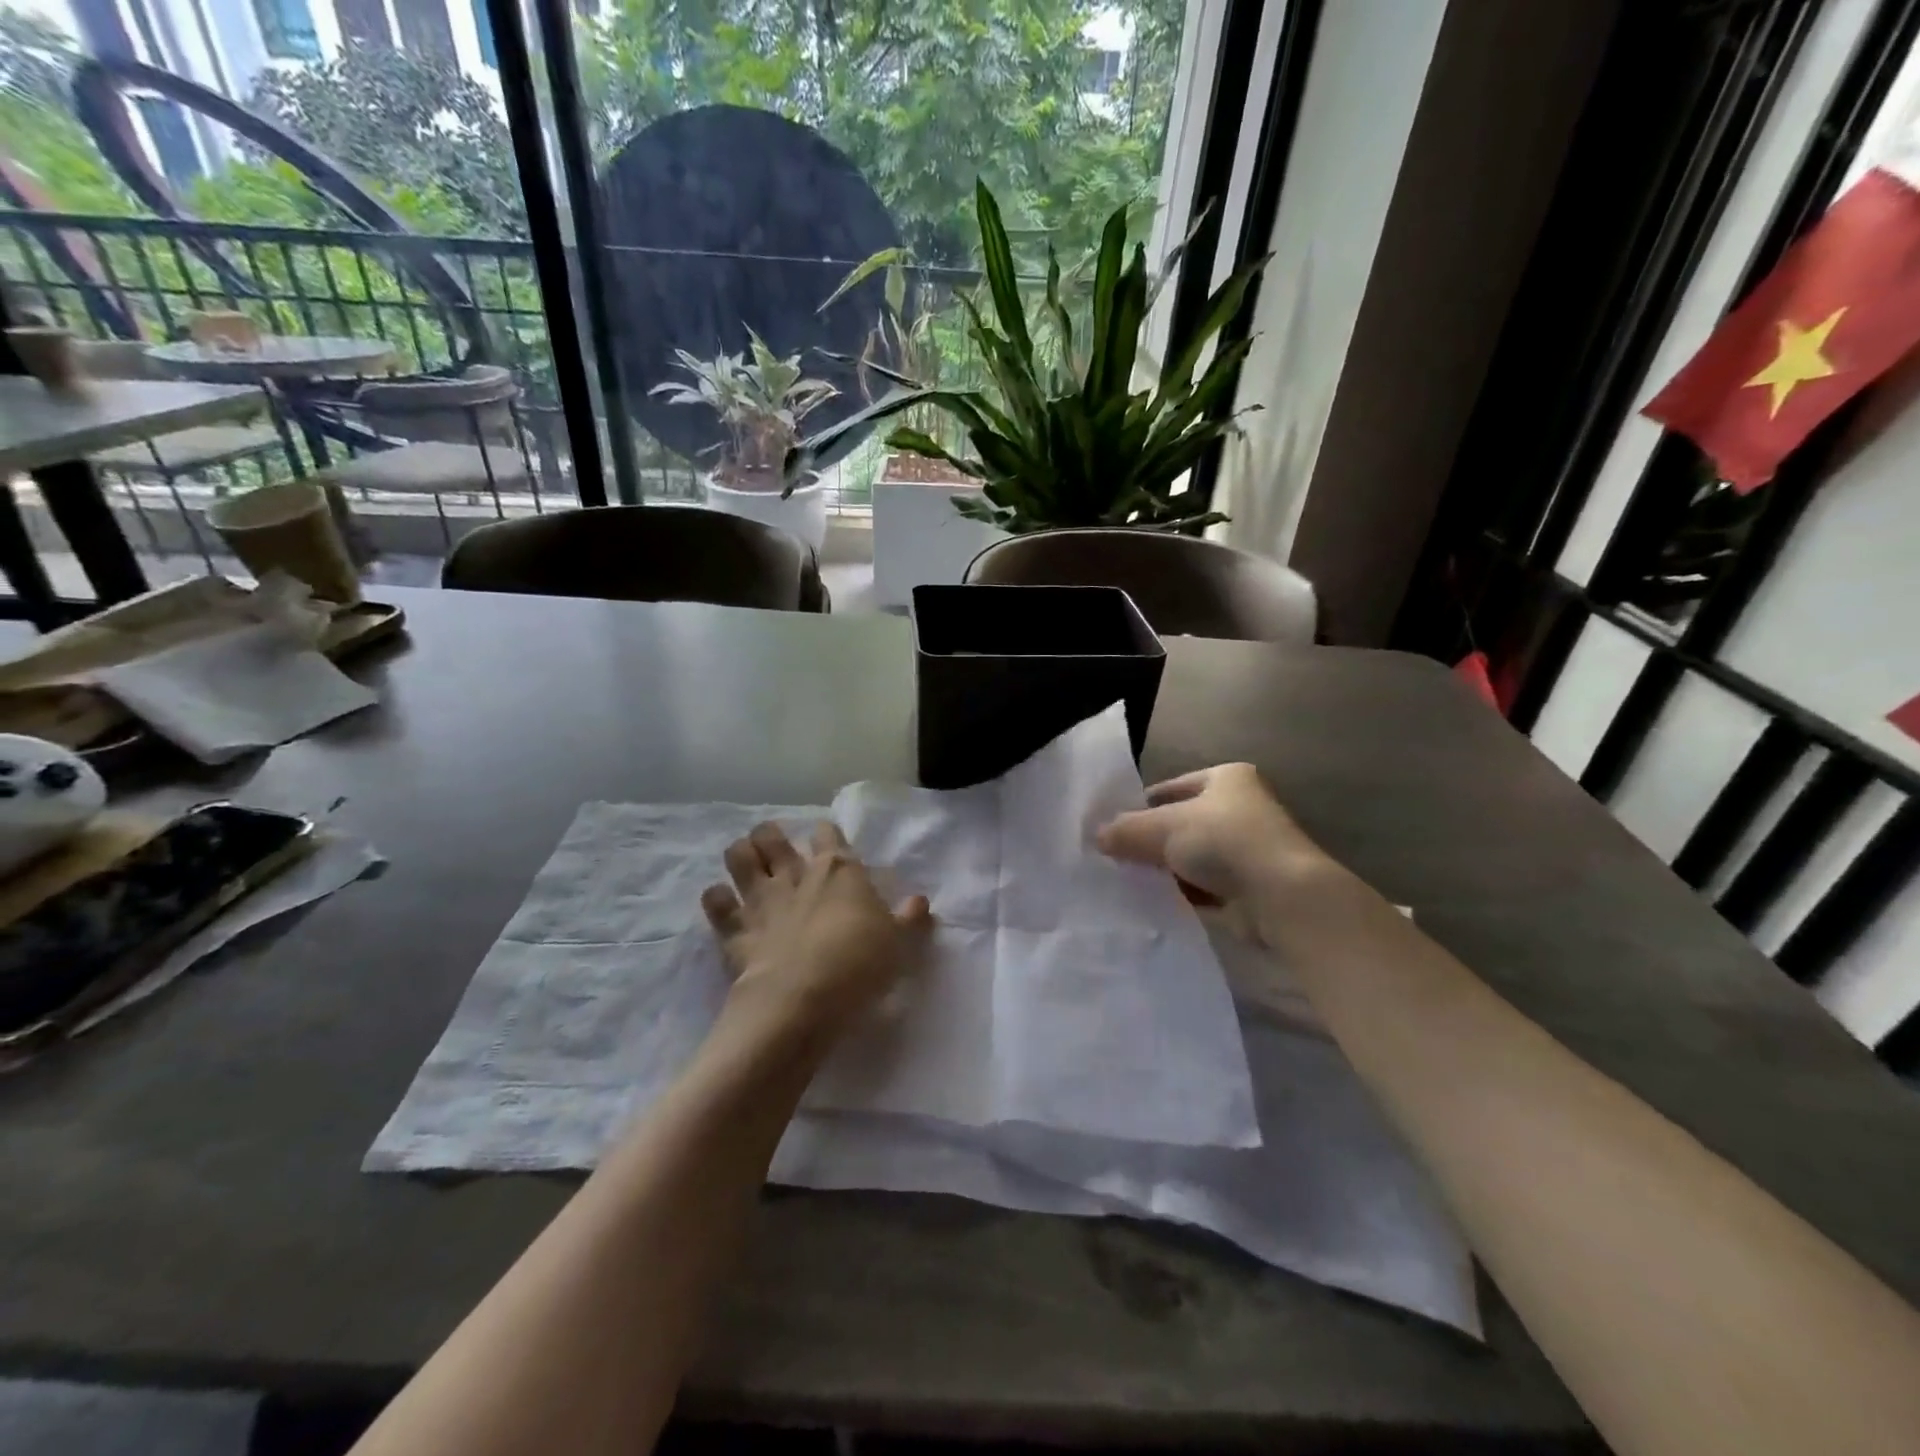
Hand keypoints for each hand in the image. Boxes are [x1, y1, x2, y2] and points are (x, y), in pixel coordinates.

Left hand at [701, 821, 932, 1040]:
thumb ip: (908, 920)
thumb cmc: (860, 964)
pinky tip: (721, 901)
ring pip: (739, 857)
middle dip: (770, 835)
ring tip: (745, 861)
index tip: (826, 837)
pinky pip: (716, 902)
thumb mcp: (898, 943)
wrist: (804, 998)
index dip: (825, 833)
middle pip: (772, 837)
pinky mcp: (735, 929)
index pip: (828, 835)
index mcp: (839, 871)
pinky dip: (717, 898)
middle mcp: (795, 875)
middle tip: (775, 846)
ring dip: (740, 854)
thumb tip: (920, 901)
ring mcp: (761, 900)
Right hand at [1097, 763, 1334, 925]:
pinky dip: (1183, 891)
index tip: (1112, 828)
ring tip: (1129, 881)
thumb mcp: (1163, 827)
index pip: (1171, 788)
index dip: (1140, 806)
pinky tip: (1157, 901)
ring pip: (1191, 856)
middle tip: (1115, 856)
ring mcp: (1248, 848)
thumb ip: (1126, 830)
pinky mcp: (1249, 885)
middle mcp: (1241, 807)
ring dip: (1166, 869)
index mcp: (1227, 777)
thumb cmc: (1223, 841)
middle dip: (1151, 841)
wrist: (1281, 895)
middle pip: (1180, 823)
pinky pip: (1204, 885)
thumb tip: (1096, 836)